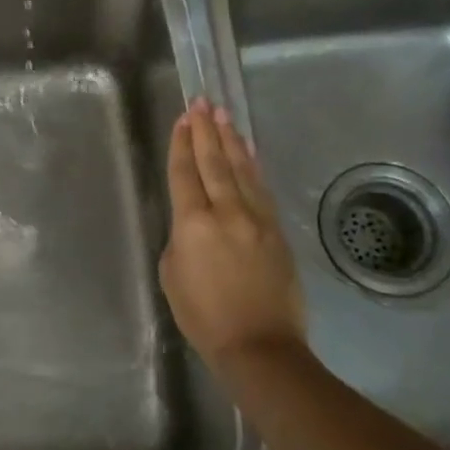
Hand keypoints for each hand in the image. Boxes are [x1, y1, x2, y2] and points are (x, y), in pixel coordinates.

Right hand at [160, 98, 306, 368]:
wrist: (260, 345)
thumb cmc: (204, 317)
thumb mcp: (172, 275)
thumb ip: (180, 239)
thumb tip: (193, 224)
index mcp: (193, 224)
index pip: (185, 174)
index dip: (181, 145)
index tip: (182, 120)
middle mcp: (226, 212)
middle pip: (214, 163)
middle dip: (206, 131)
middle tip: (202, 103)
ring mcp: (256, 219)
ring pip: (241, 170)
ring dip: (231, 141)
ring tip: (223, 116)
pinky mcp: (277, 231)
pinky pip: (260, 188)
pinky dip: (252, 166)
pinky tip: (248, 152)